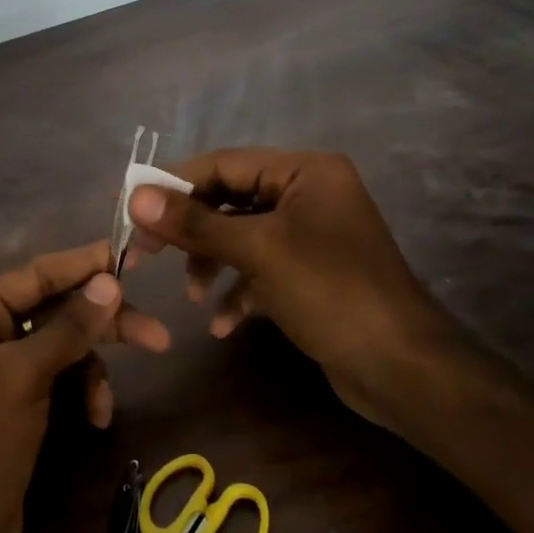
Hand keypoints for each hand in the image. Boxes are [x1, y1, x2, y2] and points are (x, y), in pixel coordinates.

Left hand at [0, 241, 169, 532]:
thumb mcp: (24, 378)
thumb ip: (69, 326)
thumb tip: (109, 280)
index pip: (32, 276)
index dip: (81, 265)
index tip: (126, 255)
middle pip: (51, 311)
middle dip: (100, 324)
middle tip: (156, 334)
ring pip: (59, 347)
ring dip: (90, 369)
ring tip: (106, 405)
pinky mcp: (12, 404)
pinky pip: (55, 379)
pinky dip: (78, 393)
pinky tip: (95, 419)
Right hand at [126, 149, 472, 431]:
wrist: (402, 369)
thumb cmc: (331, 293)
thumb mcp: (258, 251)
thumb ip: (196, 223)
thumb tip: (137, 196)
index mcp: (305, 171)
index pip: (224, 164)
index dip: (174, 184)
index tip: (130, 206)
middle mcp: (308, 194)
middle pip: (230, 200)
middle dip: (191, 231)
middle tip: (145, 253)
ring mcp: (310, 236)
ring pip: (241, 237)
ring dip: (211, 264)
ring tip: (191, 296)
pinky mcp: (310, 274)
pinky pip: (261, 270)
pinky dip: (238, 291)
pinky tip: (223, 324)